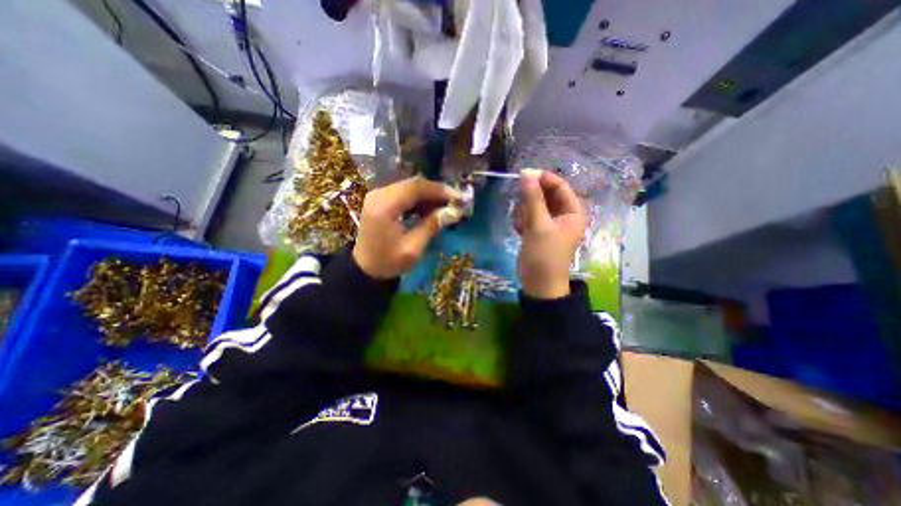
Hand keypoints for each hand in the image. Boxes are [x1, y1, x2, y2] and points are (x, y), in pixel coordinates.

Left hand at [353, 175, 463, 280]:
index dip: (440, 190)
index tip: (458, 198)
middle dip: (436, 192)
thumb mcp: (412, 249)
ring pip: (409, 187)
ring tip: (444, 208)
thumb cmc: (387, 262)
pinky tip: (429, 210)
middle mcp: (379, 195)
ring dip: (428, 195)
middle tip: (455, 203)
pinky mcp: (379, 200)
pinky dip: (418, 200)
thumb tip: (454, 212)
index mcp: (385, 206)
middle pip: (413, 184)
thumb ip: (432, 226)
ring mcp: (378, 196)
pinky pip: (403, 193)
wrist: (363, 269)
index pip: (416, 188)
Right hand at [518, 171, 588, 298]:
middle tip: (522, 208)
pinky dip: (523, 221)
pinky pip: (529, 217)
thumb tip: (526, 174)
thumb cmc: (544, 255)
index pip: (560, 187)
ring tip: (522, 225)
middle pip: (546, 195)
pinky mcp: (538, 231)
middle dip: (532, 200)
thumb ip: (532, 199)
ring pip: (535, 205)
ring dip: (525, 212)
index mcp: (572, 212)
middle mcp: (563, 215)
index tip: (524, 175)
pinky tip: (519, 230)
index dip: (543, 179)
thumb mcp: (539, 226)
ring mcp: (550, 224)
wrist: (538, 284)